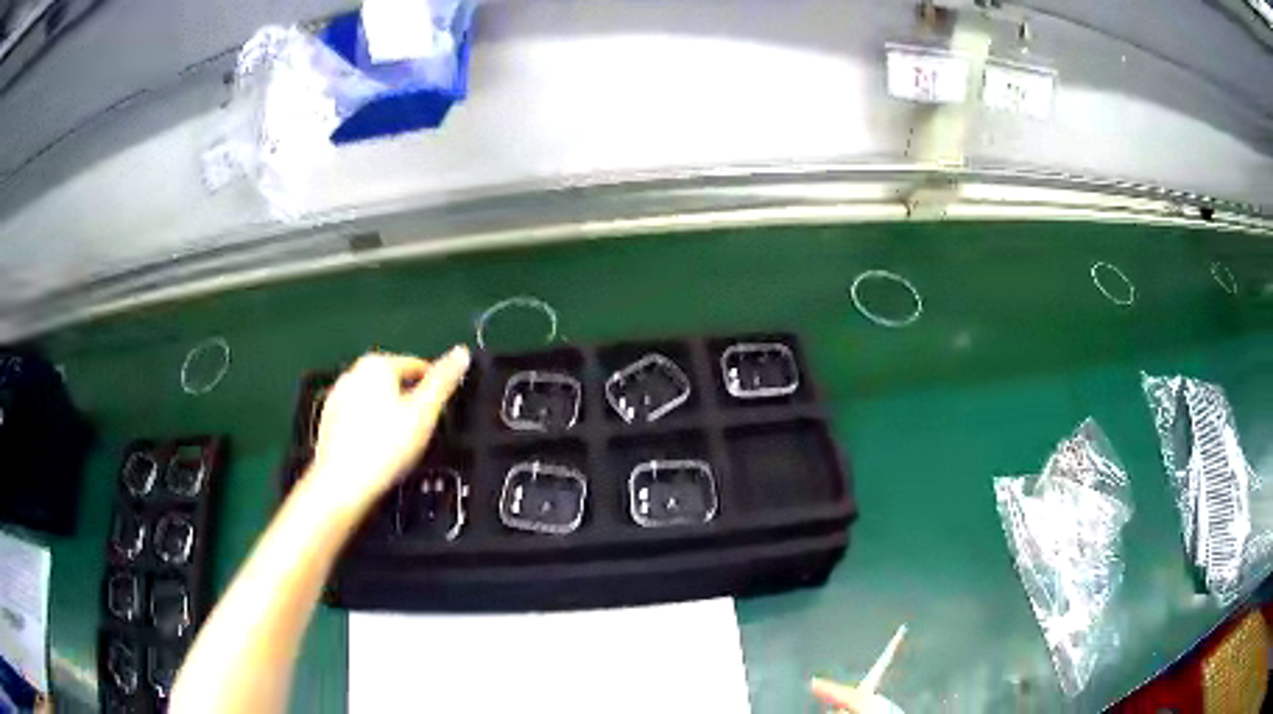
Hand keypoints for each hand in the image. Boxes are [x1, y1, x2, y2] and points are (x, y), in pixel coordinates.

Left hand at [309, 346, 469, 510]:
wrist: (342, 484)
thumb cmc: (385, 447)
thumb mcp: (424, 413)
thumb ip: (443, 381)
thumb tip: (461, 352)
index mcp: (377, 364)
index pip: (416, 366)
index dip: (433, 387)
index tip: (441, 410)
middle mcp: (353, 373)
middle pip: (392, 383)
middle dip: (409, 401)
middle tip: (422, 430)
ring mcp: (337, 398)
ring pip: (373, 401)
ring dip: (389, 416)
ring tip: (400, 444)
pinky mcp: (328, 422)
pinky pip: (358, 419)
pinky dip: (370, 430)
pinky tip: (378, 451)